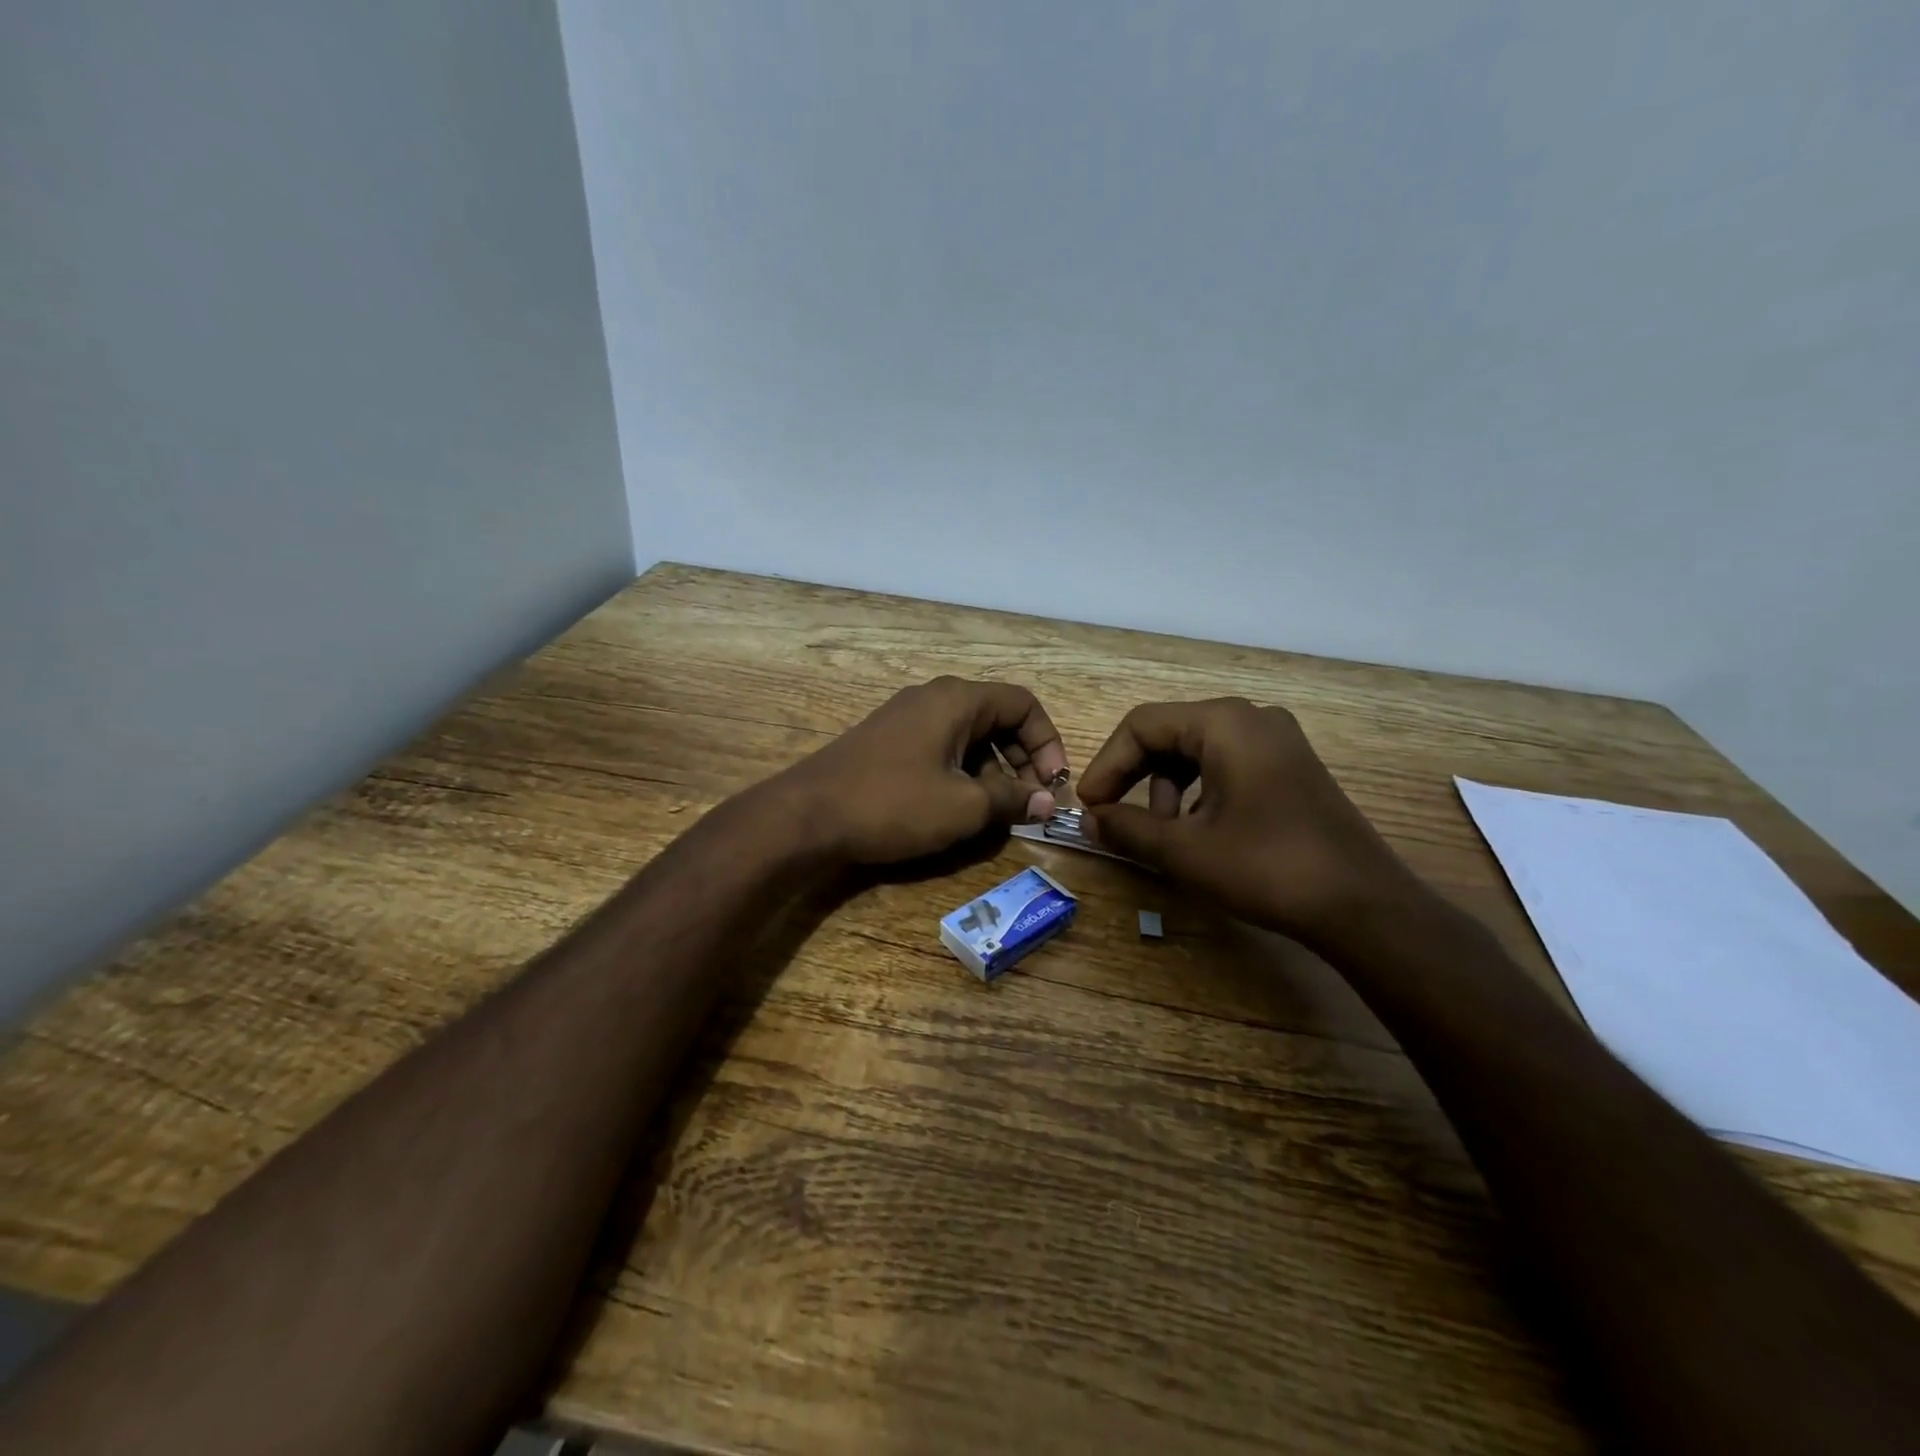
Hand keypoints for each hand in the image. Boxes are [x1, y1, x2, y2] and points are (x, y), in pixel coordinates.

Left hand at [774, 677, 1069, 865]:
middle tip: (1030, 803)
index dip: (1048, 742)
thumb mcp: (962, 807)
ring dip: (993, 772)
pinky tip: (959, 810)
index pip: (1023, 704)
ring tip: (997, 814)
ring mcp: (906, 719)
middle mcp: (933, 699)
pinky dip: (961, 774)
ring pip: (969, 737)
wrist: (806, 816)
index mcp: (957, 700)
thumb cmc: (892, 804)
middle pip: (997, 719)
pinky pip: (941, 749)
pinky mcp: (888, 743)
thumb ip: (1010, 800)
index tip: (1053, 785)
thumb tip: (1044, 801)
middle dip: (1022, 760)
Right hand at [1076, 698, 1420, 947]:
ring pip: (1197, 750)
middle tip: (1112, 817)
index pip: (1142, 725)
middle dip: (1134, 776)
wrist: (1363, 906)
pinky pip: (1226, 764)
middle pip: (1169, 733)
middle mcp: (1252, 718)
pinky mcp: (1290, 767)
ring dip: (1166, 788)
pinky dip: (1198, 791)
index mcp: (1224, 722)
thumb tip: (1090, 821)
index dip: (1107, 765)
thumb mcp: (1185, 851)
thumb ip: (1127, 829)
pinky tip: (1198, 830)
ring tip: (1162, 833)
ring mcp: (1277, 740)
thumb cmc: (1266, 868)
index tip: (1089, 807)